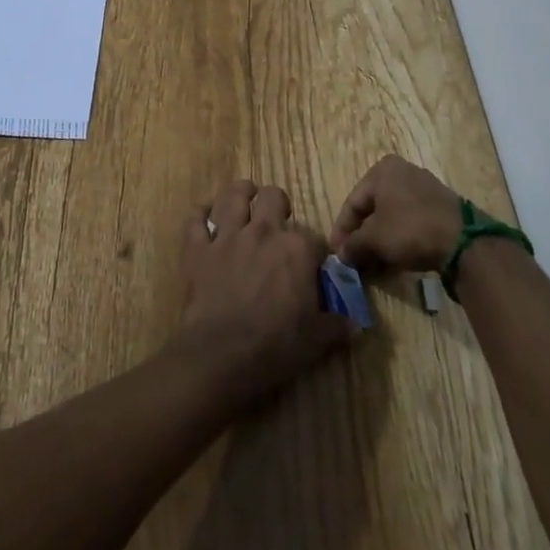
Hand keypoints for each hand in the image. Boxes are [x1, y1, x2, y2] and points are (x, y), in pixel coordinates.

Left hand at [177, 180, 351, 403]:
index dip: (315, 253)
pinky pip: (194, 219)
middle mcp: (262, 232)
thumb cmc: (275, 346)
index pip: (314, 239)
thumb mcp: (317, 340)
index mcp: (296, 249)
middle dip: (276, 204)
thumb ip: (336, 325)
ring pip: (232, 196)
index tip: (313, 268)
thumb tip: (354, 325)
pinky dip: (199, 215)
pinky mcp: (197, 249)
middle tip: (276, 220)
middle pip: (272, 197)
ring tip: (244, 200)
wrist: (221, 356)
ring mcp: (227, 237)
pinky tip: (205, 217)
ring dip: (240, 194)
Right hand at [330, 155, 463, 272]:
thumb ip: (353, 245)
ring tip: (373, 264)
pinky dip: (399, 239)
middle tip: (354, 260)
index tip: (337, 254)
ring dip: (380, 241)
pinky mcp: (440, 207)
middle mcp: (402, 172)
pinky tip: (394, 259)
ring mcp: (424, 188)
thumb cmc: (410, 228)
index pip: (352, 202)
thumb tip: (341, 255)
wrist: (463, 240)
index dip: (342, 230)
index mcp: (382, 170)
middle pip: (372, 209)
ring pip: (392, 217)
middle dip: (362, 237)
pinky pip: (410, 222)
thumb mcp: (374, 238)